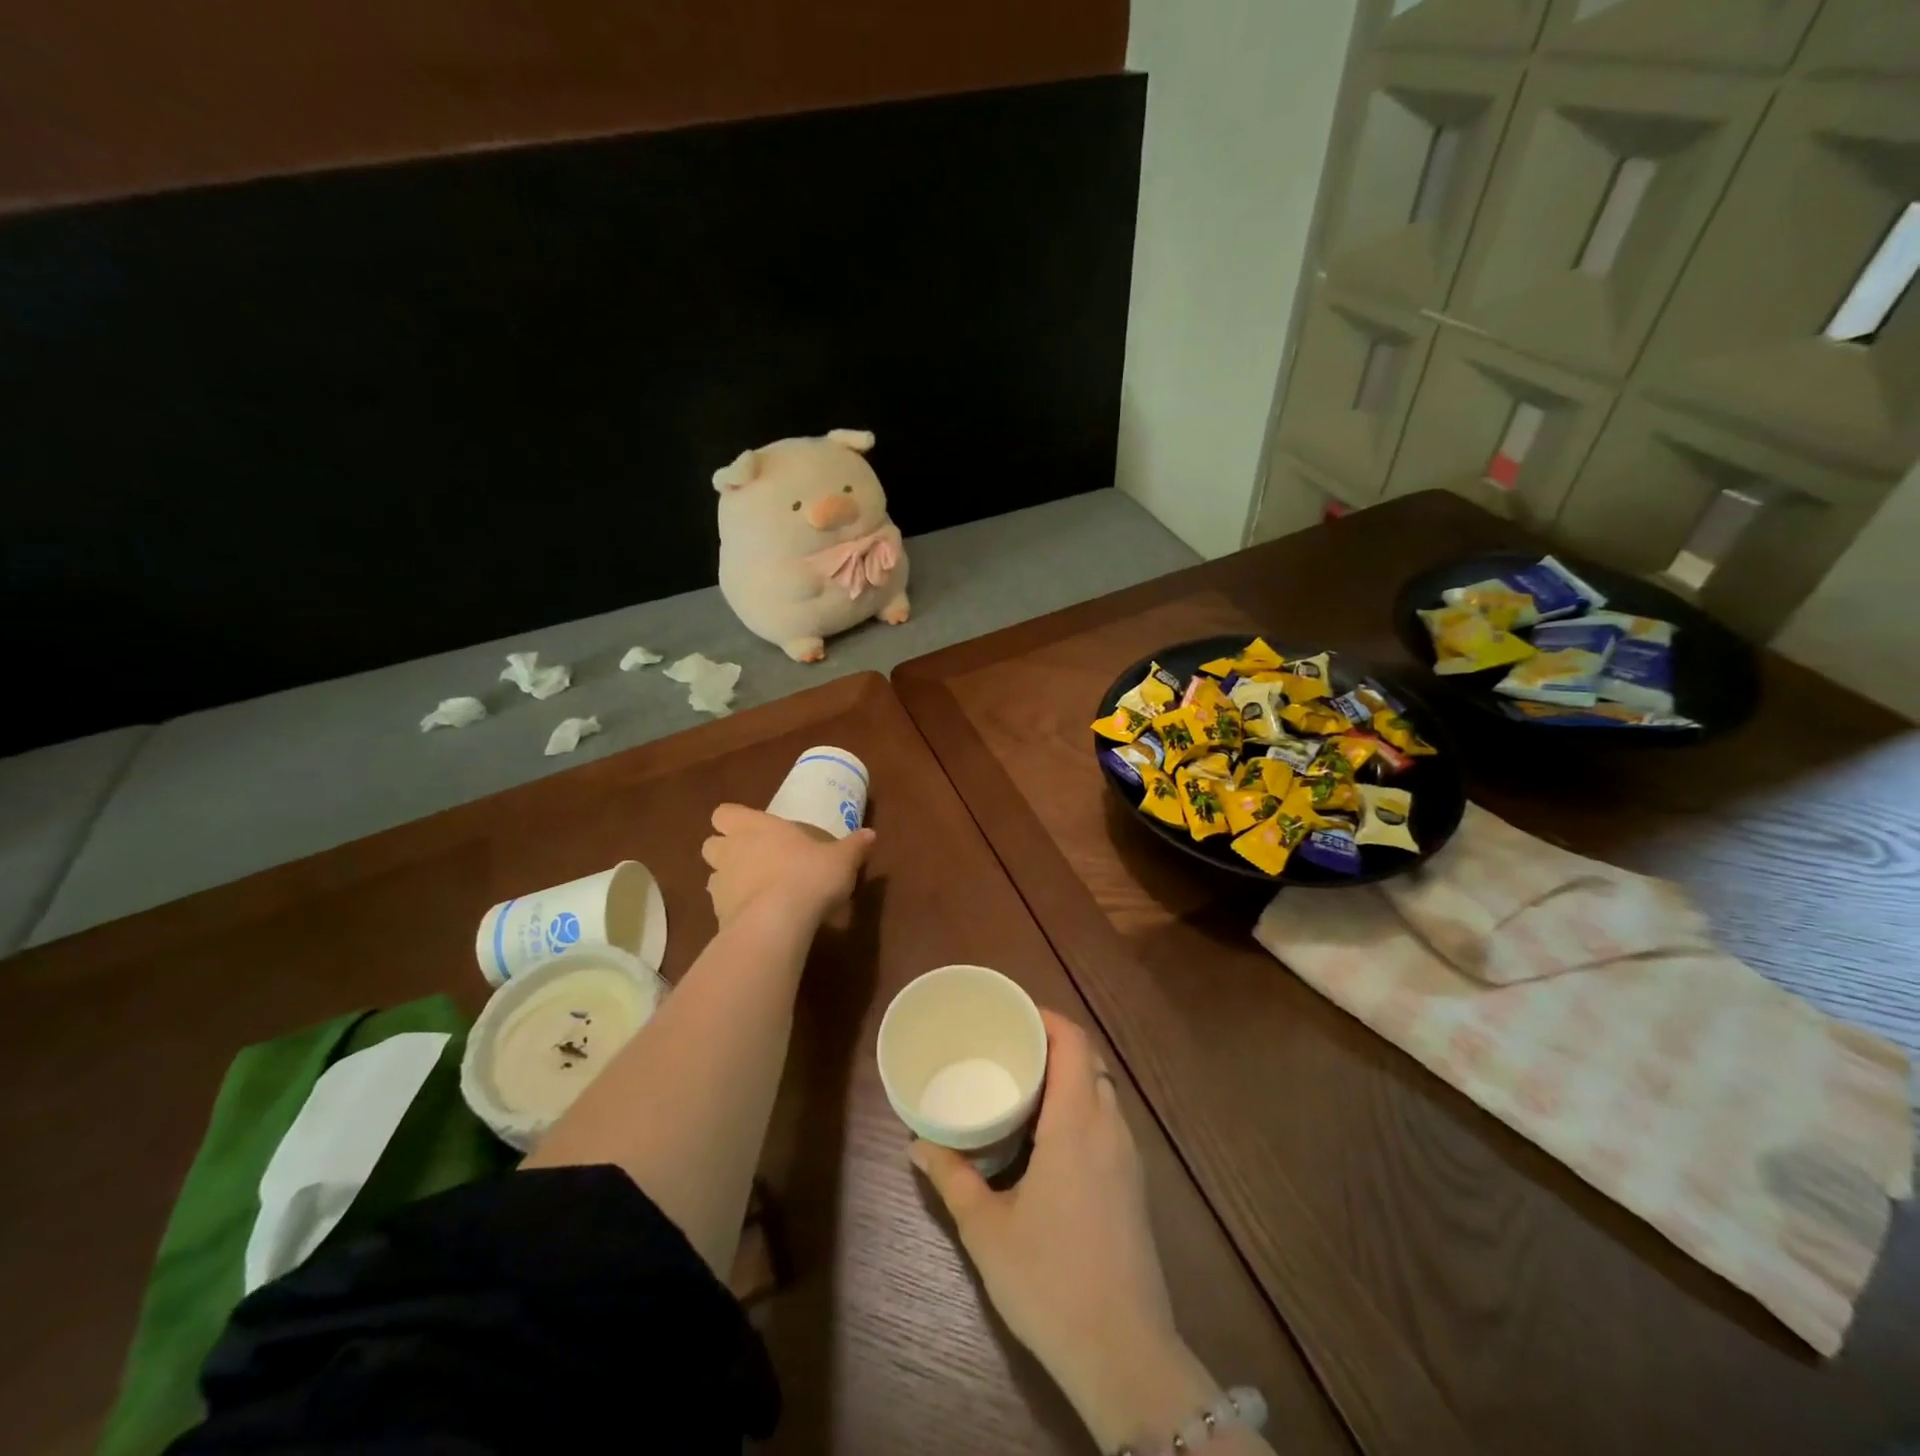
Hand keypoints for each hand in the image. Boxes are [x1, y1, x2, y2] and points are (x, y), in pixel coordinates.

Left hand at [700, 804, 874, 928]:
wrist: (777, 924)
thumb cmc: (808, 876)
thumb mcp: (841, 859)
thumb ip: (853, 846)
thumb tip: (870, 834)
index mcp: (754, 827)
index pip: (724, 814)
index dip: (734, 820)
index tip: (754, 829)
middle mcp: (730, 851)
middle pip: (711, 845)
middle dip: (727, 851)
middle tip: (754, 860)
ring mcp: (720, 885)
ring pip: (714, 877)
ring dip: (730, 881)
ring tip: (757, 892)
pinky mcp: (718, 917)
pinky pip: (722, 908)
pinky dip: (736, 911)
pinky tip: (759, 918)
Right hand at [910, 1013, 1218, 1451]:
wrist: (1124, 1352)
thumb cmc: (1050, 1279)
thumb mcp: (987, 1229)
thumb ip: (952, 1178)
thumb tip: (918, 1144)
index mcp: (1077, 1123)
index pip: (1074, 1043)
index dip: (1047, 1018)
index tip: (1014, 1015)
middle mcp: (1109, 1128)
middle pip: (1089, 1061)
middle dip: (1054, 1044)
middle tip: (1010, 1049)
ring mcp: (1128, 1157)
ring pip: (1102, 1091)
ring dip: (1070, 1077)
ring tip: (1026, 1086)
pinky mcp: (1134, 1185)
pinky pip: (1108, 1121)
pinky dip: (1082, 1106)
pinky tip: (1051, 1136)